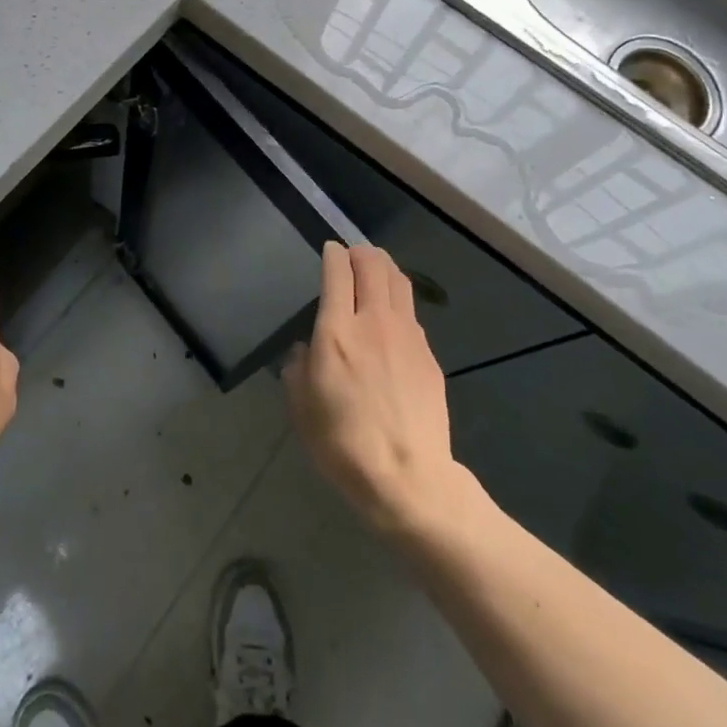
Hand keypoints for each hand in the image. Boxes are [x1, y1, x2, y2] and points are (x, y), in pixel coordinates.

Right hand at [283, 243, 463, 537]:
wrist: (408, 476)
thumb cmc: (343, 443)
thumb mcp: (301, 408)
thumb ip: (298, 368)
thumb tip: (305, 350)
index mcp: (337, 331)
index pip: (338, 272)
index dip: (333, 254)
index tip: (329, 250)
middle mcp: (374, 321)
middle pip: (373, 265)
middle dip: (361, 252)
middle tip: (352, 256)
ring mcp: (407, 335)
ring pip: (399, 281)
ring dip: (384, 268)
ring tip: (375, 272)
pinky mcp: (429, 354)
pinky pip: (411, 313)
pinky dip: (398, 302)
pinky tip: (392, 319)